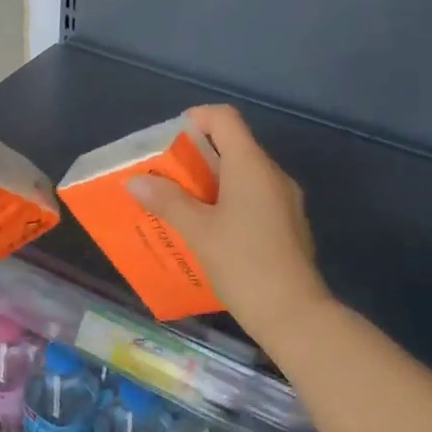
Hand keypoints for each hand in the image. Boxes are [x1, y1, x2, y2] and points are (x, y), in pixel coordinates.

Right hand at [126, 104, 331, 342]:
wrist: (294, 313)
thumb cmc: (243, 263)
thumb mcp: (198, 231)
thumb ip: (167, 201)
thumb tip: (136, 181)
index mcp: (251, 166)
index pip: (224, 118)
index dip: (195, 119)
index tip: (169, 141)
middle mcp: (272, 174)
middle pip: (233, 145)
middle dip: (196, 157)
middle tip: (166, 177)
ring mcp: (285, 199)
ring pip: (244, 174)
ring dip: (211, 182)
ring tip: (181, 205)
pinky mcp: (288, 223)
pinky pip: (254, 197)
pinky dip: (229, 201)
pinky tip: (210, 230)